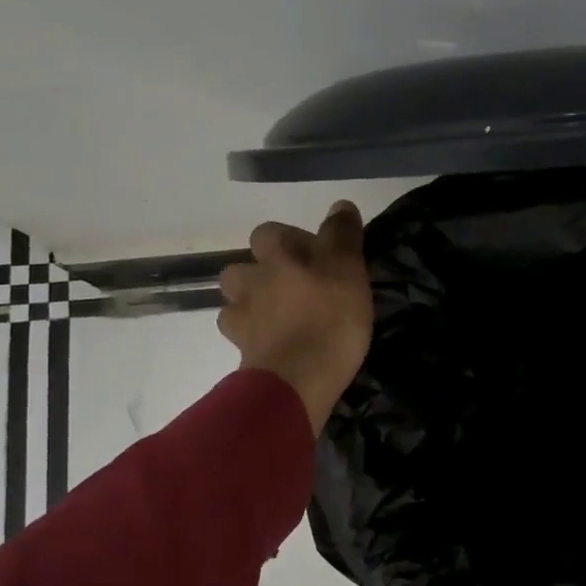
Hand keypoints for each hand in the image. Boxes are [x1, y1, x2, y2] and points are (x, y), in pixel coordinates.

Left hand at [218, 202, 373, 432]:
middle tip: (295, 289)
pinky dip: (253, 335)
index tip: (315, 257)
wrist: (297, 381)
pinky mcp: (241, 351)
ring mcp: (241, 318)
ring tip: (279, 317)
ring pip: (236, 301)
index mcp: (276, 256)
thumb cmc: (329, 320)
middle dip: (263, 273)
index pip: (270, 232)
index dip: (290, 240)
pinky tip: (272, 343)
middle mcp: (250, 280)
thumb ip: (342, 235)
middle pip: (244, 267)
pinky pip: (241, 334)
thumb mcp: (348, 270)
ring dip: (252, 303)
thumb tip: (339, 204)